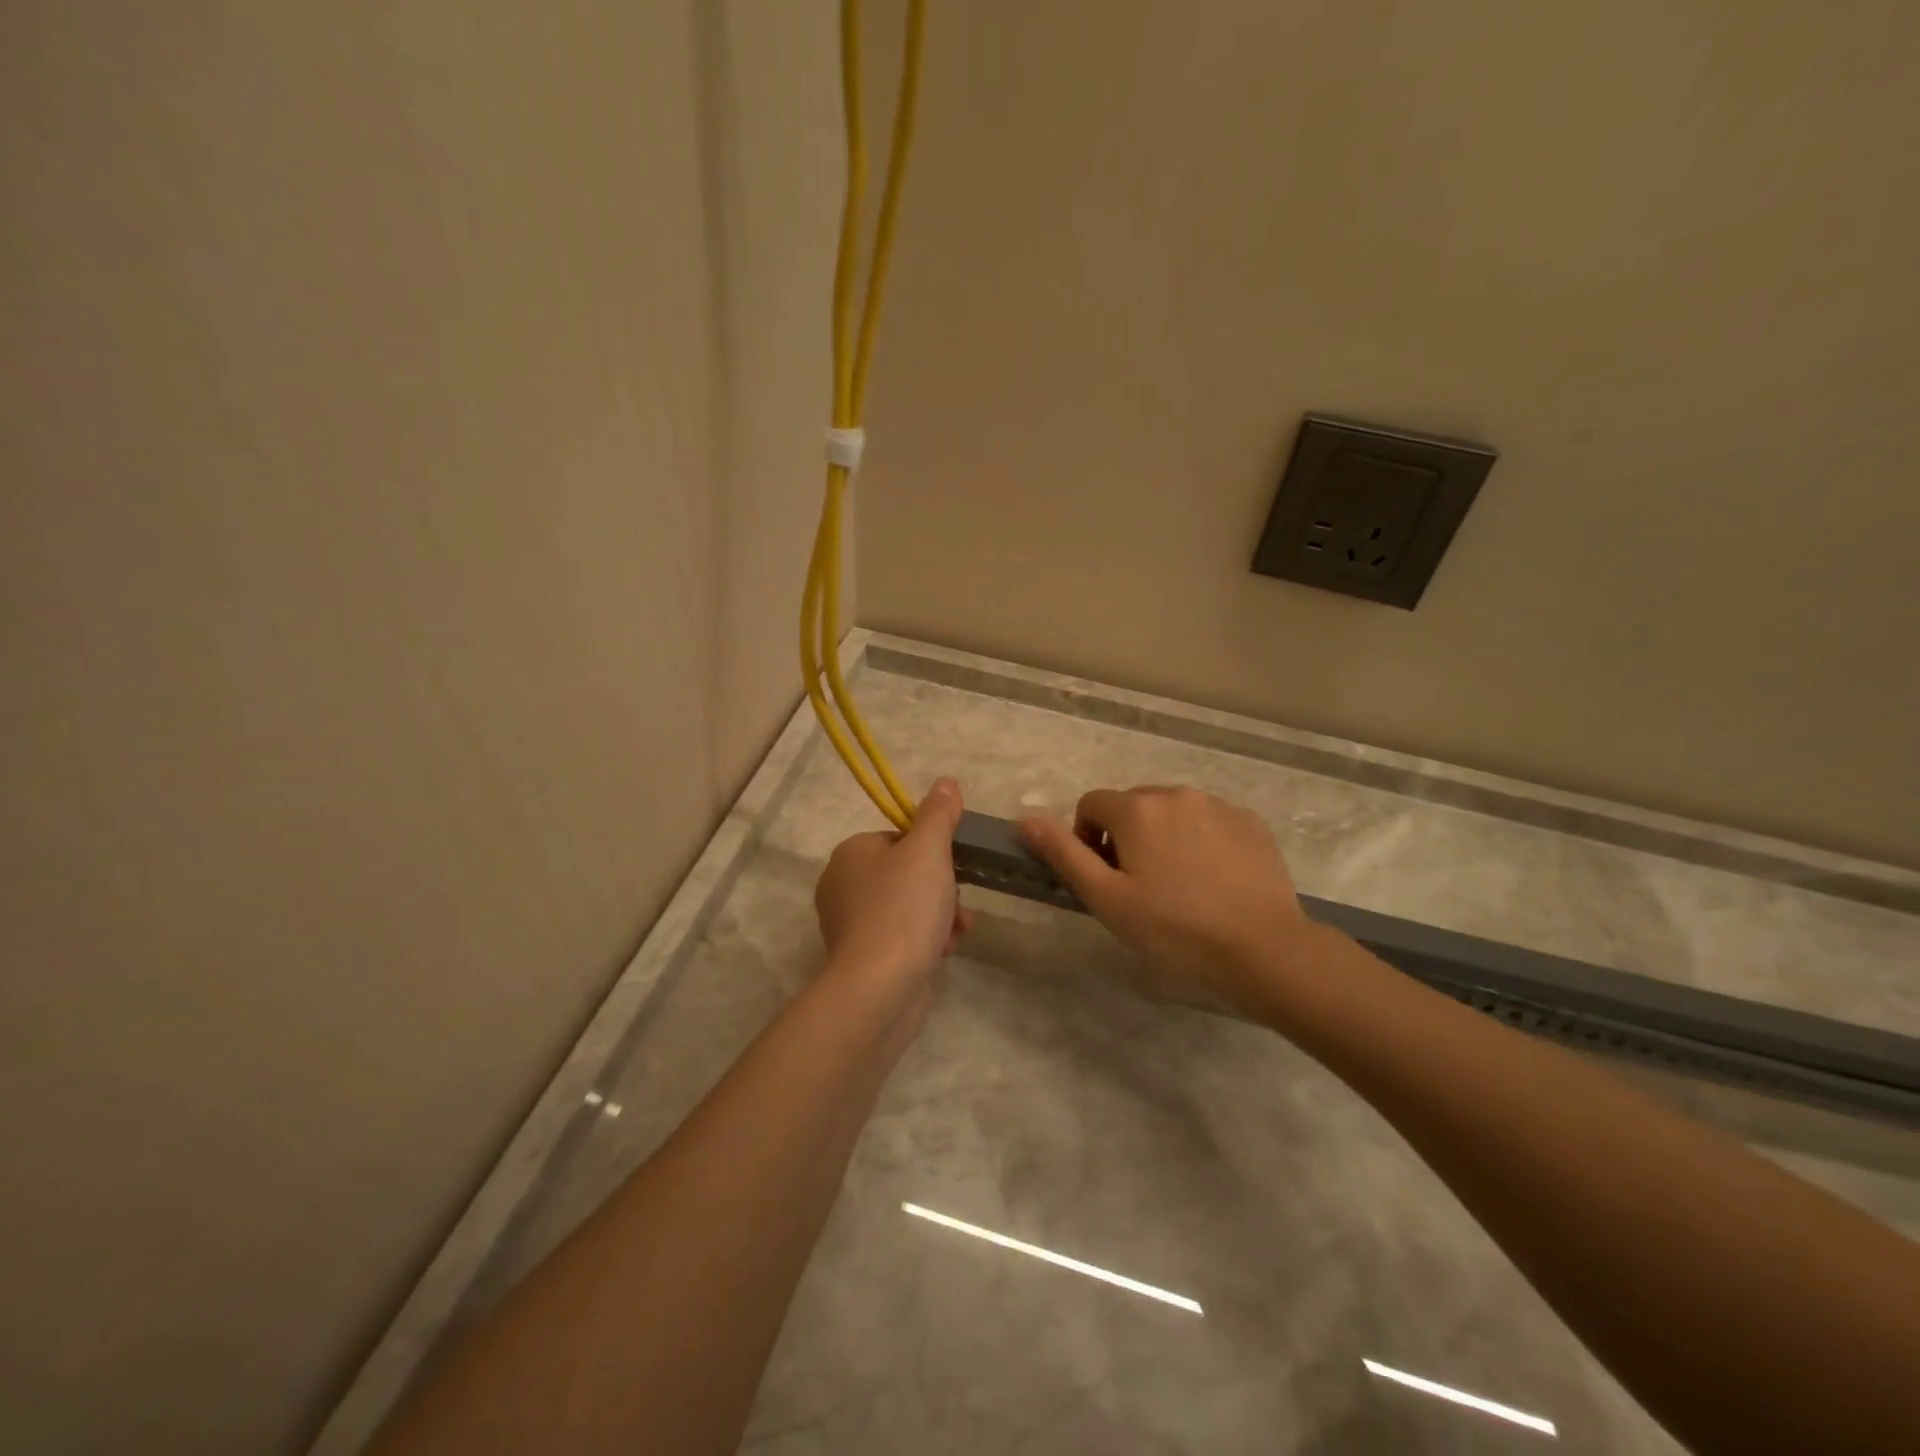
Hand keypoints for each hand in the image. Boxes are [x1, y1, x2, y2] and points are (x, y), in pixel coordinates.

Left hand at [815, 778, 973, 1010]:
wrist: (881, 987)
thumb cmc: (904, 908)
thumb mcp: (928, 850)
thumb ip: (938, 814)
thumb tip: (946, 782)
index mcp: (850, 854)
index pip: (898, 837)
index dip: (931, 849)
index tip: (953, 863)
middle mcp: (842, 886)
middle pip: (906, 873)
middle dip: (941, 886)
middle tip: (958, 899)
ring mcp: (851, 926)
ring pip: (909, 906)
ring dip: (941, 914)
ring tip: (960, 928)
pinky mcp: (864, 959)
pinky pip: (903, 937)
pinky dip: (928, 939)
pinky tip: (946, 949)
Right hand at [1019, 786, 1315, 1015]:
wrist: (1264, 950)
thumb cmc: (1174, 930)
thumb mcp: (1107, 898)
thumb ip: (1063, 853)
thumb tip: (1024, 819)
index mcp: (1137, 809)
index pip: (1092, 805)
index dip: (1087, 839)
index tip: (1104, 878)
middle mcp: (1176, 794)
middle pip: (1133, 806)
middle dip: (1126, 836)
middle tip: (1139, 886)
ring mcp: (1219, 806)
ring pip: (1173, 812)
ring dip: (1164, 836)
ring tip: (1179, 885)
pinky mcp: (1251, 823)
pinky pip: (1210, 821)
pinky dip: (1201, 841)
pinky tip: (1214, 881)